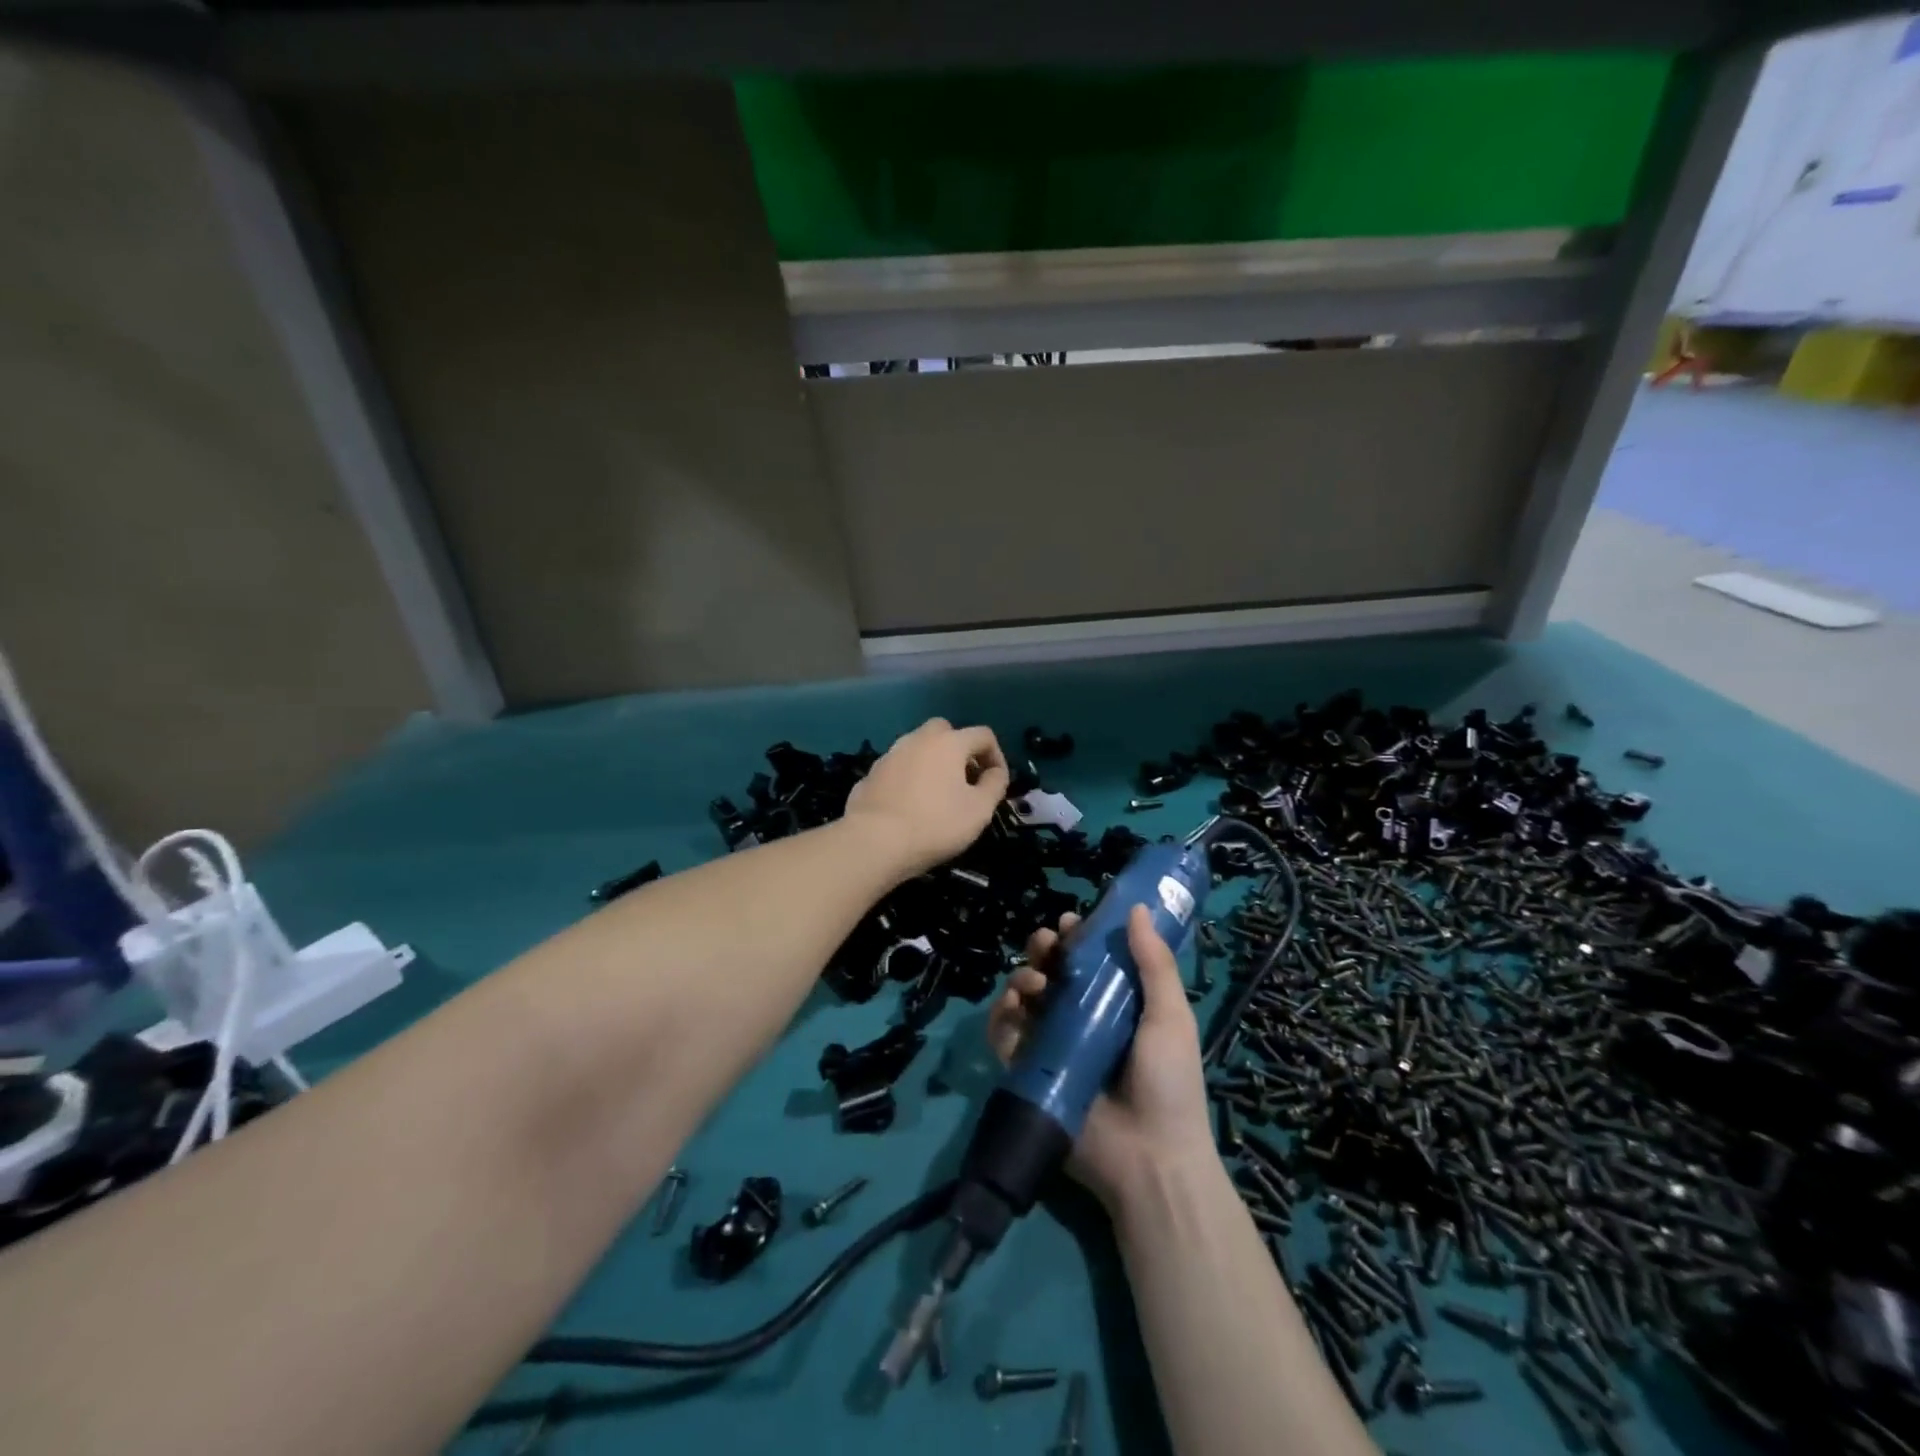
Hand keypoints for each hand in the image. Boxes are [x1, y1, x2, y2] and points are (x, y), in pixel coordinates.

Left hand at [844, 718, 1008, 877]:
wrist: (874, 842)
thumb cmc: (935, 824)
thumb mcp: (979, 810)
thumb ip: (994, 785)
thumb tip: (995, 772)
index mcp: (948, 742)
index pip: (982, 735)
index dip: (996, 756)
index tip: (996, 782)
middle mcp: (917, 739)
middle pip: (945, 731)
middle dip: (959, 749)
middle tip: (965, 779)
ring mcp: (890, 755)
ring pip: (917, 747)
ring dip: (932, 762)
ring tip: (937, 793)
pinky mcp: (870, 774)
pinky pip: (898, 768)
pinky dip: (909, 778)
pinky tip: (910, 805)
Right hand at [988, 905, 1215, 1212]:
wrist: (1150, 1159)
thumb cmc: (1168, 1082)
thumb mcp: (1170, 1016)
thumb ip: (1154, 963)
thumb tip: (1137, 908)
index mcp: (1116, 1003)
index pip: (1088, 960)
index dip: (1076, 937)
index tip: (1070, 922)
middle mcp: (1081, 1019)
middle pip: (1051, 972)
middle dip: (1043, 950)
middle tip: (1045, 943)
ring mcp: (1053, 1045)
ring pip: (1024, 998)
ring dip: (1022, 977)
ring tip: (1034, 981)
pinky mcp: (1029, 1072)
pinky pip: (1004, 1036)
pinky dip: (1001, 1015)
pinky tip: (1012, 1006)